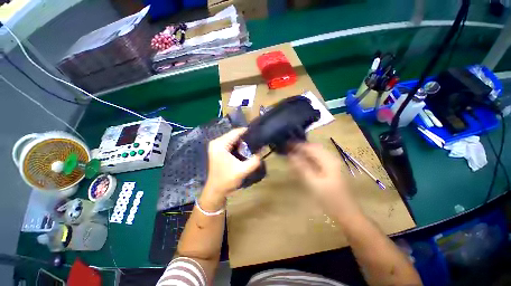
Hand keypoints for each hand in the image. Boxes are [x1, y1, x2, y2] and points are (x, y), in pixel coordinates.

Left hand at [201, 128, 260, 210]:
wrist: (216, 191)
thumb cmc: (227, 180)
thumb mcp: (243, 170)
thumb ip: (254, 160)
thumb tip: (262, 150)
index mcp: (220, 144)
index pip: (236, 132)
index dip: (247, 131)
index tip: (258, 133)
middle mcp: (217, 142)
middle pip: (234, 135)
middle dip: (246, 137)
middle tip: (257, 140)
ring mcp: (217, 146)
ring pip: (233, 139)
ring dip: (243, 142)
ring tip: (253, 144)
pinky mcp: (218, 150)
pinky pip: (231, 143)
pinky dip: (238, 145)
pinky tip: (245, 149)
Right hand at [288, 143, 355, 213]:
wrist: (346, 214)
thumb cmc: (330, 199)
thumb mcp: (313, 183)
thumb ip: (302, 168)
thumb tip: (291, 155)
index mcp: (328, 160)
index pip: (311, 147)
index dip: (298, 145)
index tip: (286, 145)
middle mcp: (331, 159)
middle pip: (313, 149)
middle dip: (300, 148)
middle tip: (288, 150)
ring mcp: (331, 165)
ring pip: (315, 154)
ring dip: (304, 154)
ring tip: (292, 155)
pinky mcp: (330, 171)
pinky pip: (317, 161)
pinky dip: (308, 160)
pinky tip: (301, 164)